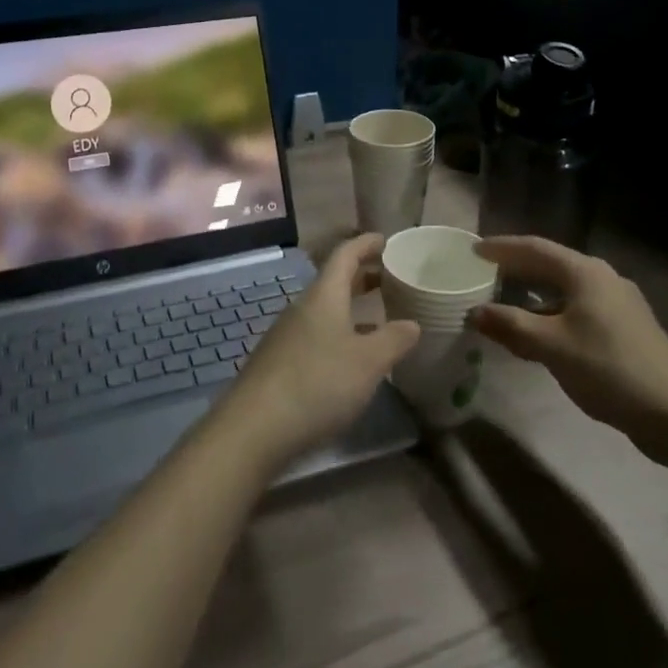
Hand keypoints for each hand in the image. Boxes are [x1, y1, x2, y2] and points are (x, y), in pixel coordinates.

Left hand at [221, 234, 419, 470]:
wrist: (255, 428)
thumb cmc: (317, 383)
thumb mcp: (368, 362)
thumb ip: (393, 339)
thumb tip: (411, 323)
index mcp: (323, 297)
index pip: (344, 255)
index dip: (365, 244)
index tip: (385, 239)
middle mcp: (302, 308)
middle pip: (334, 282)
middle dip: (362, 276)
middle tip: (390, 277)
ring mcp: (287, 336)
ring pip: (325, 310)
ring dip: (352, 308)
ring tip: (380, 318)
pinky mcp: (280, 363)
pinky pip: (317, 335)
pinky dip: (340, 334)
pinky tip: (352, 358)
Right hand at [470, 236, 667, 458]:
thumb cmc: (608, 368)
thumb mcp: (551, 346)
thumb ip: (510, 325)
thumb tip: (474, 312)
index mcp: (585, 272)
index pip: (535, 248)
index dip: (502, 248)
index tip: (473, 250)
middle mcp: (603, 278)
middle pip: (551, 264)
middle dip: (516, 268)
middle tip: (483, 271)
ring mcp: (618, 303)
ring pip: (565, 289)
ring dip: (533, 293)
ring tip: (504, 300)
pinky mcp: (626, 328)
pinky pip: (577, 308)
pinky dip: (551, 312)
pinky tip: (539, 332)